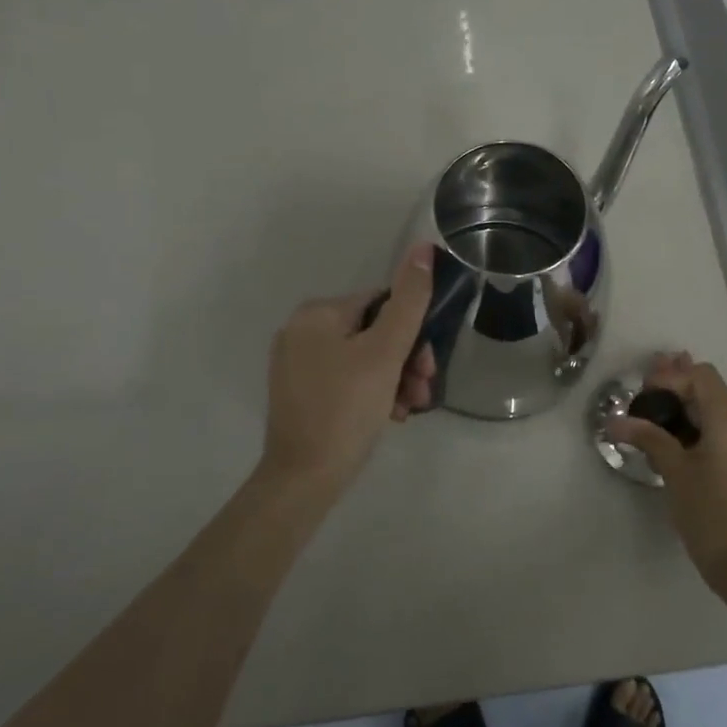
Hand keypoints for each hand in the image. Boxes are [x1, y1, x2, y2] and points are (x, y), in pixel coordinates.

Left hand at [260, 244, 437, 495]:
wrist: (304, 479)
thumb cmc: (346, 409)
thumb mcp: (385, 353)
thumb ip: (409, 300)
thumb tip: (423, 247)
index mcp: (317, 313)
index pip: (382, 303)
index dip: (413, 331)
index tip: (429, 365)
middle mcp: (301, 331)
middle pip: (373, 332)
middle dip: (405, 360)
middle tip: (423, 390)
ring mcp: (297, 364)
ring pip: (363, 359)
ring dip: (394, 380)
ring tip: (408, 409)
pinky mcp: (301, 393)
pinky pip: (346, 379)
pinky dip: (372, 392)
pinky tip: (389, 416)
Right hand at [606, 352, 726, 584]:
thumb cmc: (709, 515)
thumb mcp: (675, 473)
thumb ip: (648, 438)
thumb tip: (615, 421)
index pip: (702, 376)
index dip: (671, 376)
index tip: (645, 394)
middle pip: (711, 394)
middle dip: (678, 391)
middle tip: (646, 394)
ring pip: (720, 418)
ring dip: (690, 414)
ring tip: (659, 421)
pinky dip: (704, 434)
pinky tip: (683, 447)